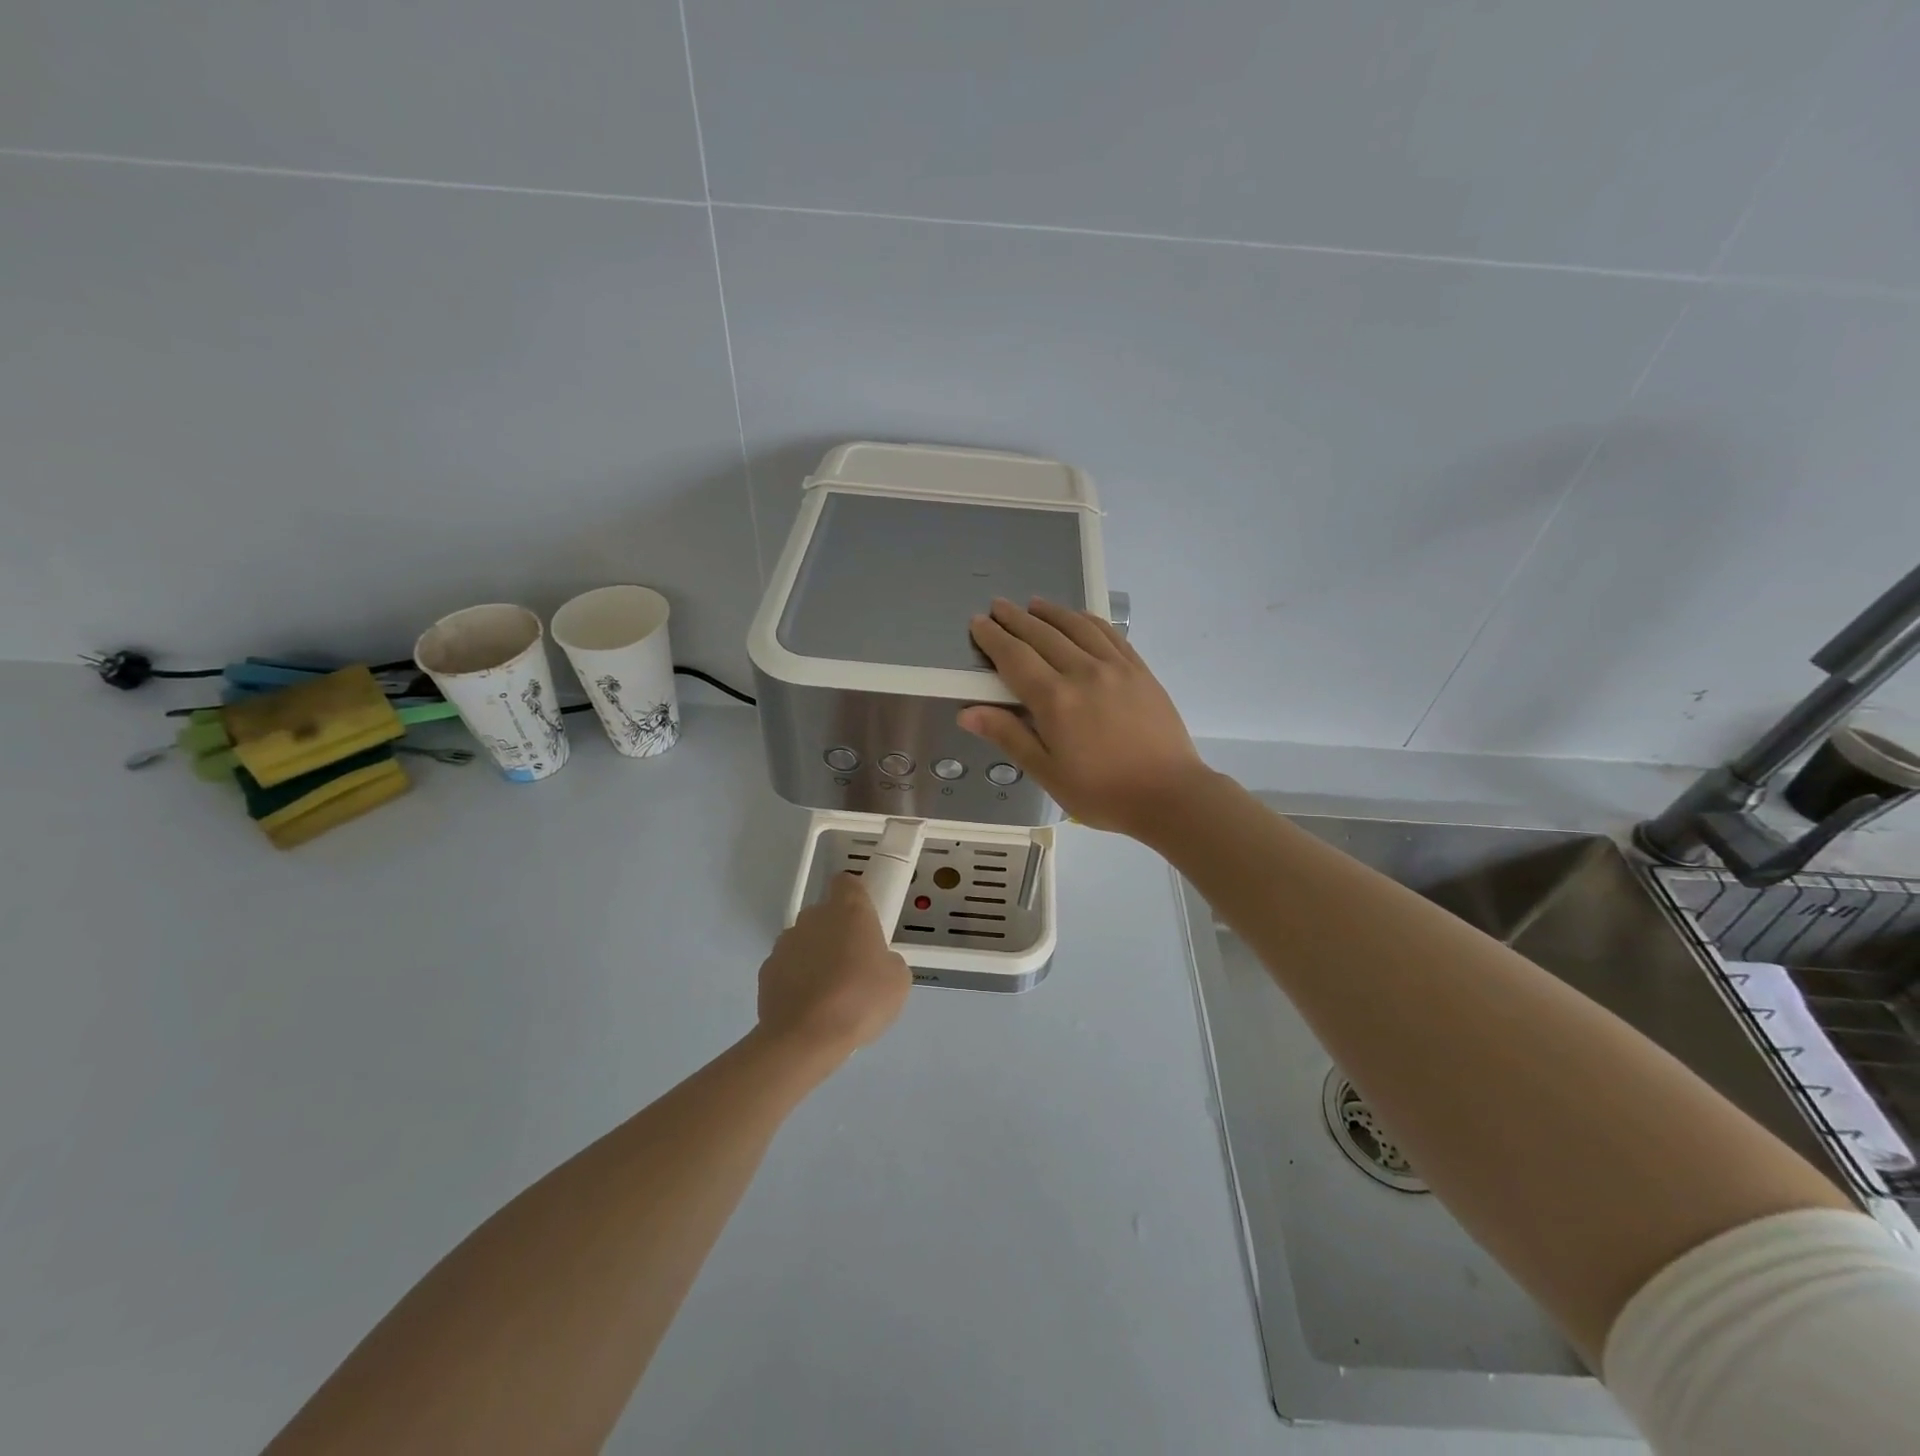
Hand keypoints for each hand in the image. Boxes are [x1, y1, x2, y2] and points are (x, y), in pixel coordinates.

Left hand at [757, 873, 911, 1064]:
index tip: (864, 920)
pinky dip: (796, 980)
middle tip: (854, 966)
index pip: (847, 882)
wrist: (805, 1038)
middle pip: (826, 914)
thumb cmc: (860, 1000)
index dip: (856, 897)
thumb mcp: (898, 981)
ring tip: (829, 994)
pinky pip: (788, 967)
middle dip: (837, 933)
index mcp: (849, 910)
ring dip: (815, 957)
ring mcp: (785, 942)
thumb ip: (889, 960)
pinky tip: (809, 1008)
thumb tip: (878, 963)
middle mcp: (814, 917)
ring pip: (805, 941)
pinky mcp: (766, 970)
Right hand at [959, 597, 1211, 837]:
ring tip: (1033, 604)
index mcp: (1055, 700)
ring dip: (1051, 612)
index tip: (978, 623)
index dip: (993, 638)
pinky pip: (1109, 634)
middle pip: (1043, 635)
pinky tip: (1079, 618)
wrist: (1169, 794)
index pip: (1015, 657)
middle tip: (998, 605)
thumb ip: (1008, 736)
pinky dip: (1088, 620)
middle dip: (1016, 619)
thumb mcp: (1047, 772)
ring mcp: (1115, 667)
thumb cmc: (1101, 792)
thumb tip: (968, 712)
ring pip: (1077, 627)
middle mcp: (1083, 672)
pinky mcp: (1139, 670)